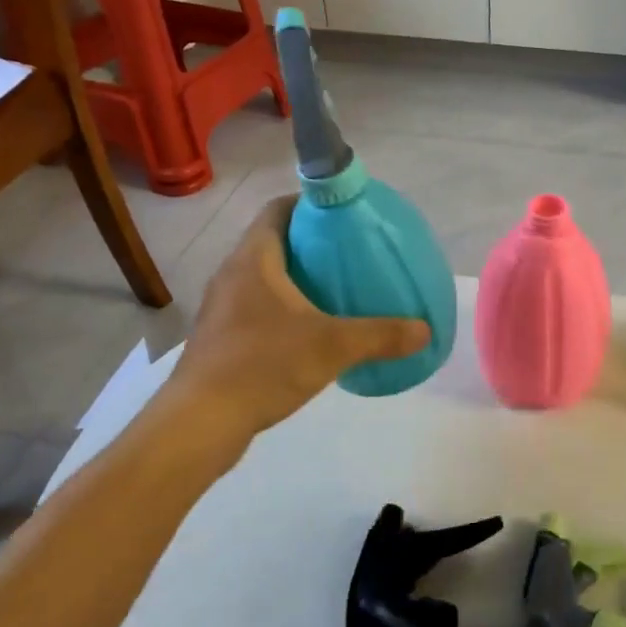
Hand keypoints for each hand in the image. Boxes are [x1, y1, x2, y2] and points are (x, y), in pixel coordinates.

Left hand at [162, 196, 429, 438]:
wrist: (199, 422)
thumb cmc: (262, 365)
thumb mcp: (332, 347)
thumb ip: (381, 335)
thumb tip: (425, 330)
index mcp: (254, 258)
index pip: (278, 209)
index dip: (310, 203)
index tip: (344, 214)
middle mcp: (232, 273)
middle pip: (273, 240)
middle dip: (310, 242)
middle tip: (350, 252)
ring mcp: (221, 306)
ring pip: (263, 276)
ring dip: (295, 276)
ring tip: (335, 288)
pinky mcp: (219, 336)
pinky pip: (255, 305)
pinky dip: (282, 306)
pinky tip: (308, 330)